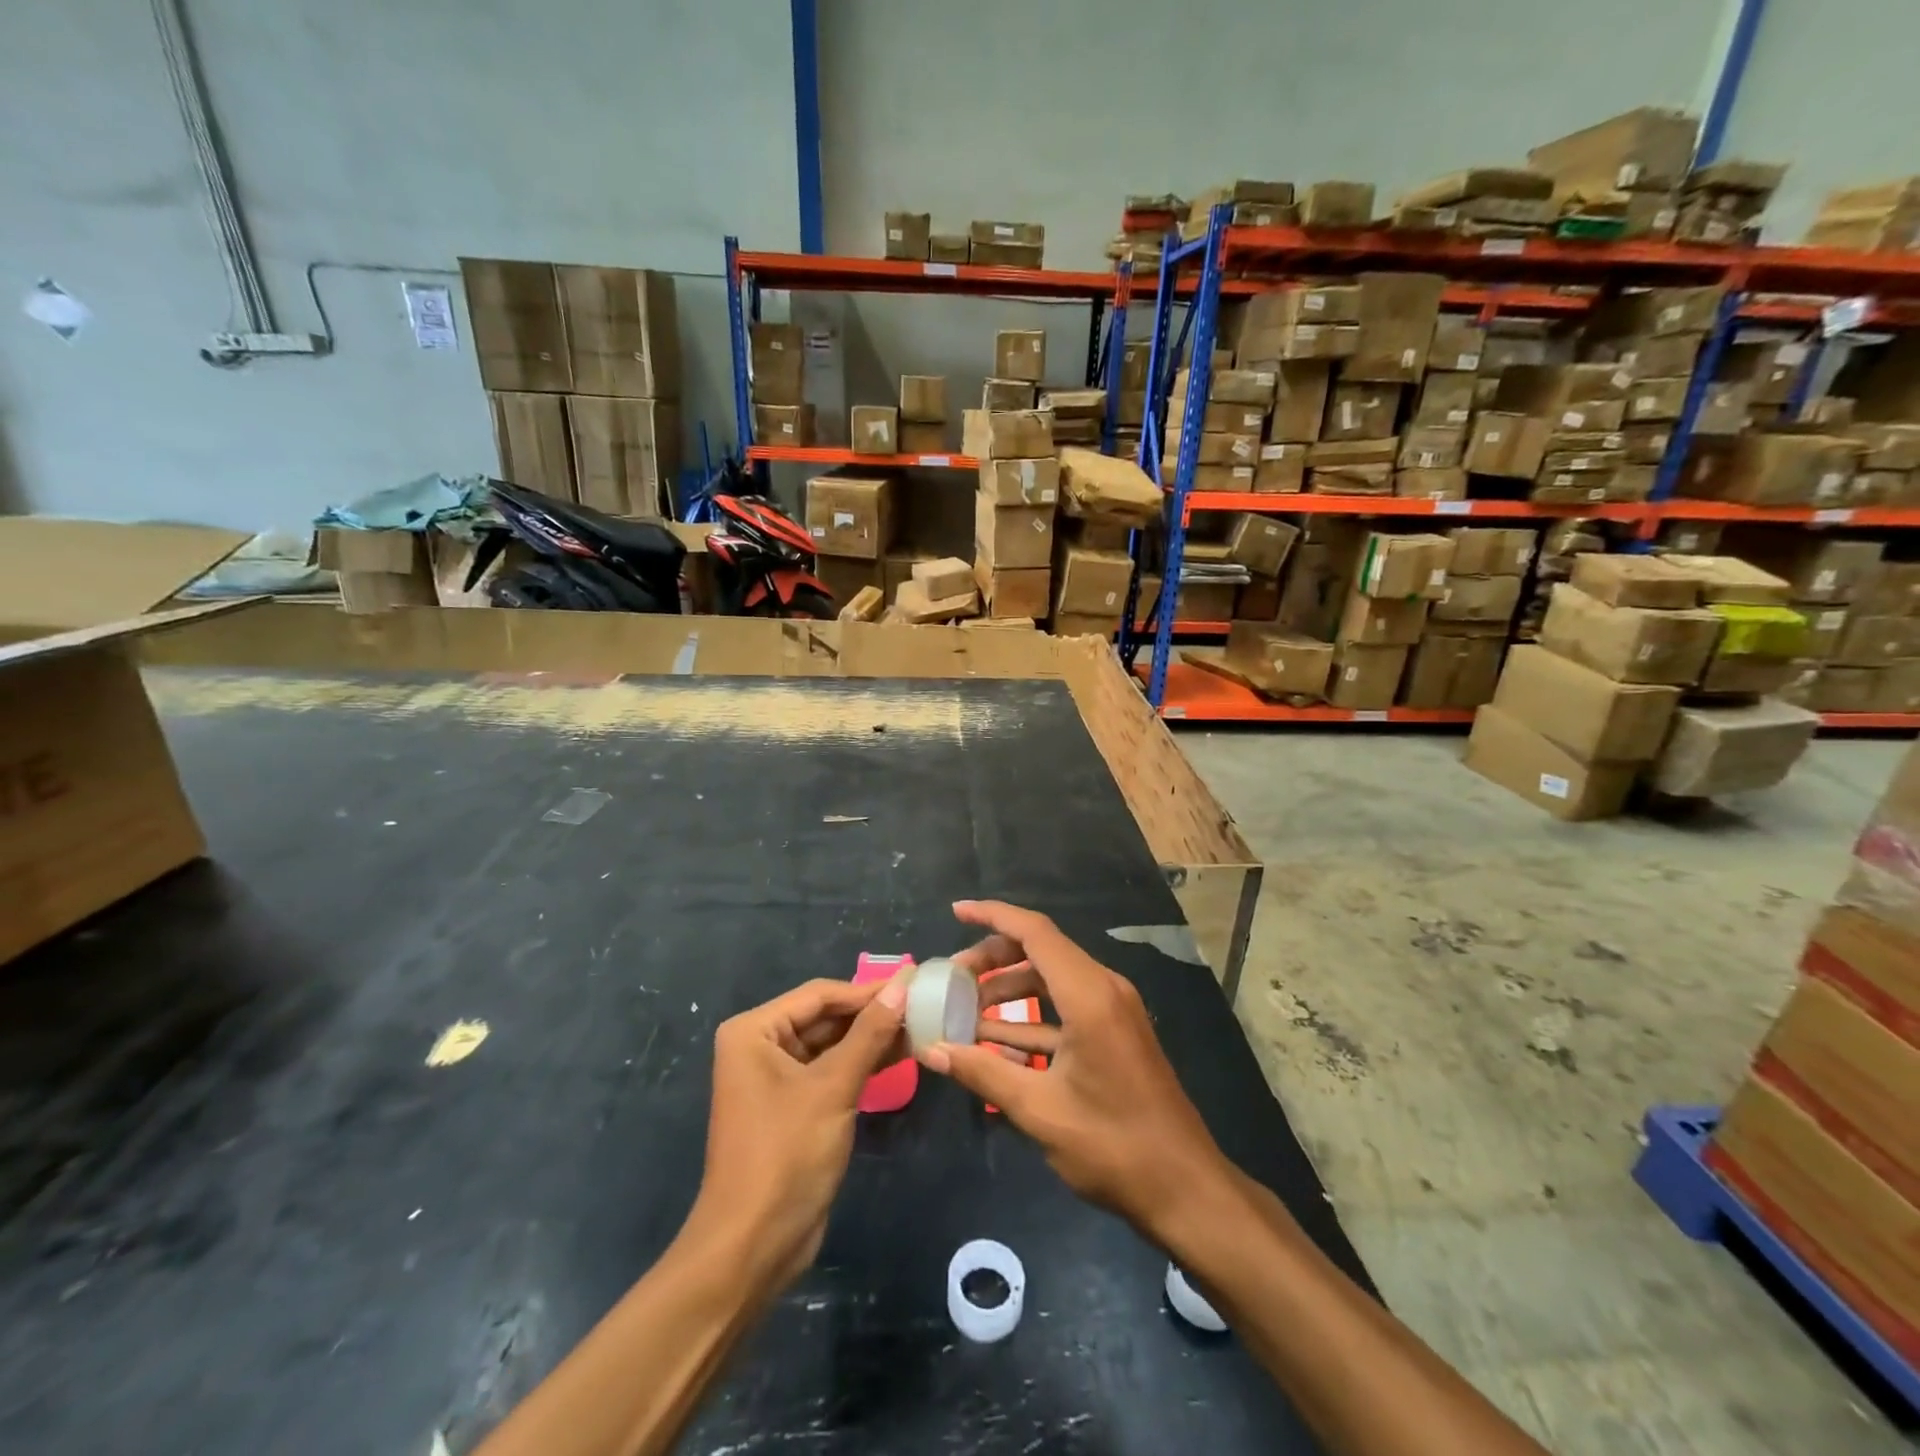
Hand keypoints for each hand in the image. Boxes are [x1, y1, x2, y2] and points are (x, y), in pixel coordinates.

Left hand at [691, 977, 906, 1290]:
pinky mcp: (795, 1106)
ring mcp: (777, 1078)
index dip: (868, 989)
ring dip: (872, 1038)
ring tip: (922, 1026)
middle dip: (872, 1014)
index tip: (915, 981)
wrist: (753, 1246)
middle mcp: (761, 1047)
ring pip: (833, 1045)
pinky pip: (833, 1072)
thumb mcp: (833, 1087)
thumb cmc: (786, 1154)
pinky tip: (902, 1055)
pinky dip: (863, 1064)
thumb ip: (869, 1033)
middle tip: (924, 1003)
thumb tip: (903, 985)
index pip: (820, 995)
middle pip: (826, 1017)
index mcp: (754, 1031)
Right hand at [921, 900, 1229, 1238]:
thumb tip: (931, 1049)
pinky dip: (1031, 1017)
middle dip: (993, 958)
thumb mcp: (1038, 1110)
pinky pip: (1065, 1008)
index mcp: (1088, 994)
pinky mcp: (1115, 1034)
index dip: (992, 915)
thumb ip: (982, 1071)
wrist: (1185, 1188)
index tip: (955, 912)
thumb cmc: (1112, 1145)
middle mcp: (1103, 989)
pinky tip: (996, 1044)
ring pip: (1052, 980)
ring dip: (1010, 990)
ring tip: (966, 1012)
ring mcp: (1113, 1011)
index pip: (1034, 932)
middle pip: (1041, 951)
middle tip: (953, 979)